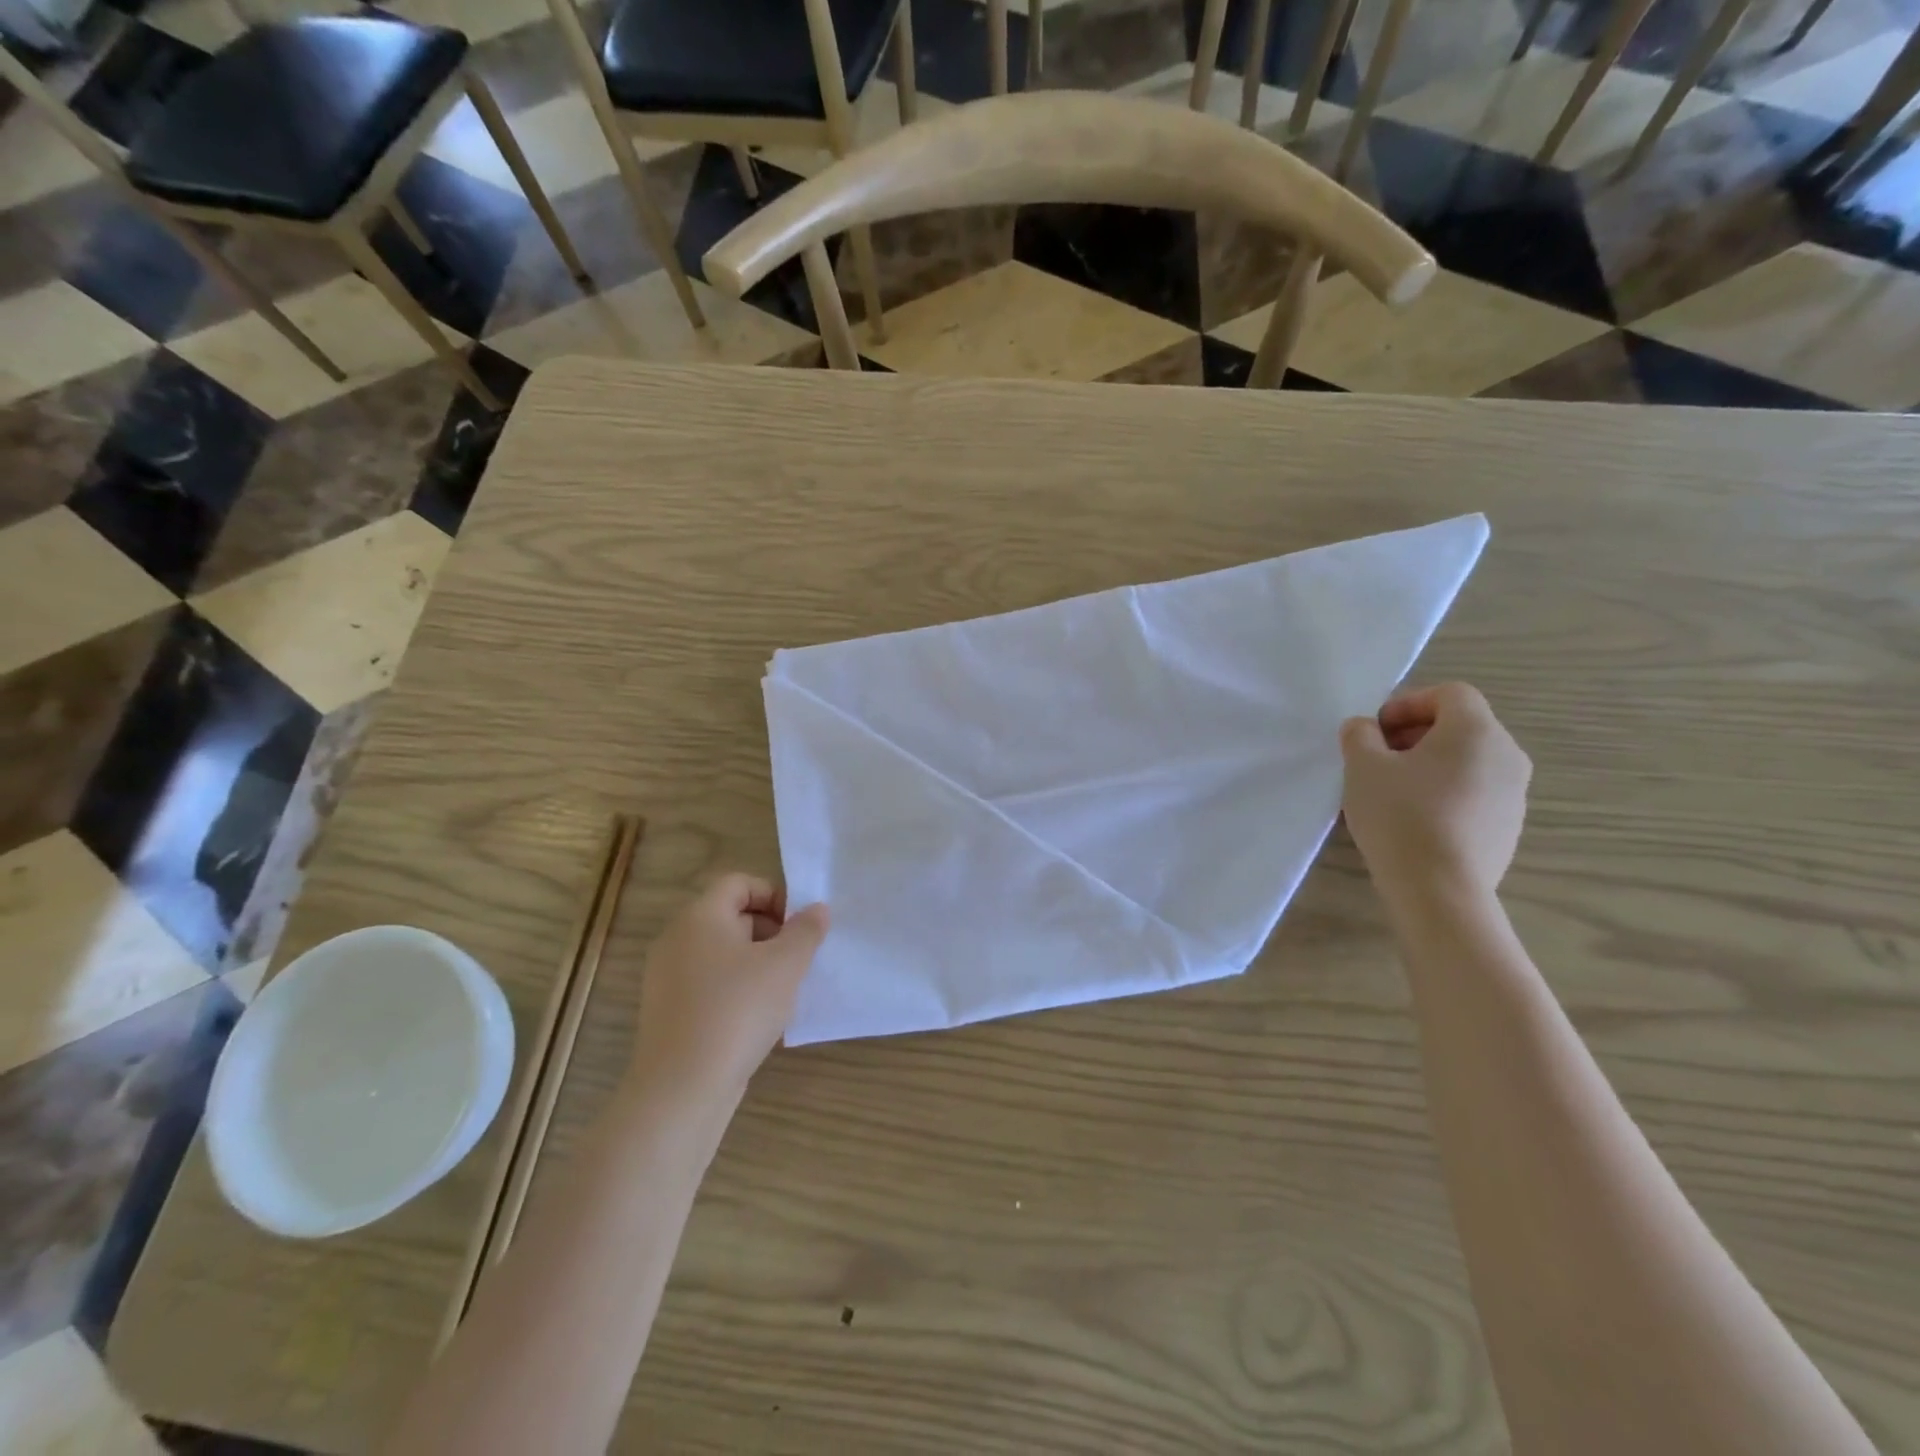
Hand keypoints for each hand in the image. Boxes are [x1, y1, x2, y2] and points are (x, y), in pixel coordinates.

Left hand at [628, 875, 828, 1102]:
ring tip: (782, 991)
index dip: (774, 896)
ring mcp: (667, 976)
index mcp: (700, 916)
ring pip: (721, 952)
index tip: (799, 926)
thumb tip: (817, 909)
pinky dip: (735, 989)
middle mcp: (676, 938)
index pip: (739, 883)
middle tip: (796, 959)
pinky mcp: (667, 1010)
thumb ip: (806, 931)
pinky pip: (708, 983)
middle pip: (730, 915)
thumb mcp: (785, 965)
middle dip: (770, 931)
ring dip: (756, 962)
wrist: (681, 1088)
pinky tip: (756, 1018)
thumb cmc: (737, 1011)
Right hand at [1339, 684, 1530, 908]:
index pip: (1449, 694)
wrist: (1440, 889)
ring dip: (1430, 765)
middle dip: (1415, 735)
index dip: (1407, 703)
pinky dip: (1445, 793)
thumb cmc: (1400, 815)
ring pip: (1468, 762)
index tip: (1375, 730)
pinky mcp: (1510, 827)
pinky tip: (1414, 820)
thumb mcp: (1362, 766)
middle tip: (1377, 758)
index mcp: (1476, 730)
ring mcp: (1515, 794)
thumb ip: (1359, 735)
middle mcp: (1507, 754)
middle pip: (1461, 727)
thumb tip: (1364, 728)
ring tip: (1392, 791)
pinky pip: (1474, 793)